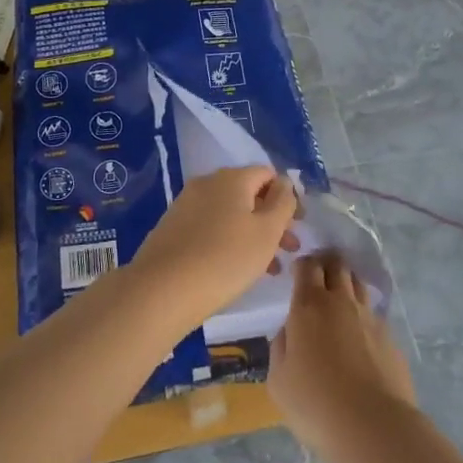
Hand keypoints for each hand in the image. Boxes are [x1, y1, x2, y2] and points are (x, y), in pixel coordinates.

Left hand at [126, 167, 297, 327]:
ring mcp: (186, 204)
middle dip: (272, 219)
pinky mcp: (173, 227)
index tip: (299, 225)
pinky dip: (229, 241)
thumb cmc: (225, 258)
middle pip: (248, 194)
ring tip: (269, 268)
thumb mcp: (267, 231)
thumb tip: (285, 182)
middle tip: (289, 249)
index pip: (268, 174)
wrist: (163, 289)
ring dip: (253, 234)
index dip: (287, 196)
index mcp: (231, 177)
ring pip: (230, 214)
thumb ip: (283, 202)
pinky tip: (236, 269)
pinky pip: (211, 227)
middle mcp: (207, 183)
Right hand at [270, 255, 415, 458]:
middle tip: (318, 279)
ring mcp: (371, 318)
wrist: (374, 428)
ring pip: (359, 285)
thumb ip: (281, 346)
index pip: (307, 266)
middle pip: (337, 266)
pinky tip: (360, 340)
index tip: (297, 274)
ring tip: (340, 304)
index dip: (302, 265)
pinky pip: (374, 316)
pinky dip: (364, 318)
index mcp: (309, 305)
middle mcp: (341, 302)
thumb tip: (290, 331)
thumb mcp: (278, 379)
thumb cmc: (315, 403)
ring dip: (347, 286)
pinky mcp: (391, 339)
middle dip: (326, 265)